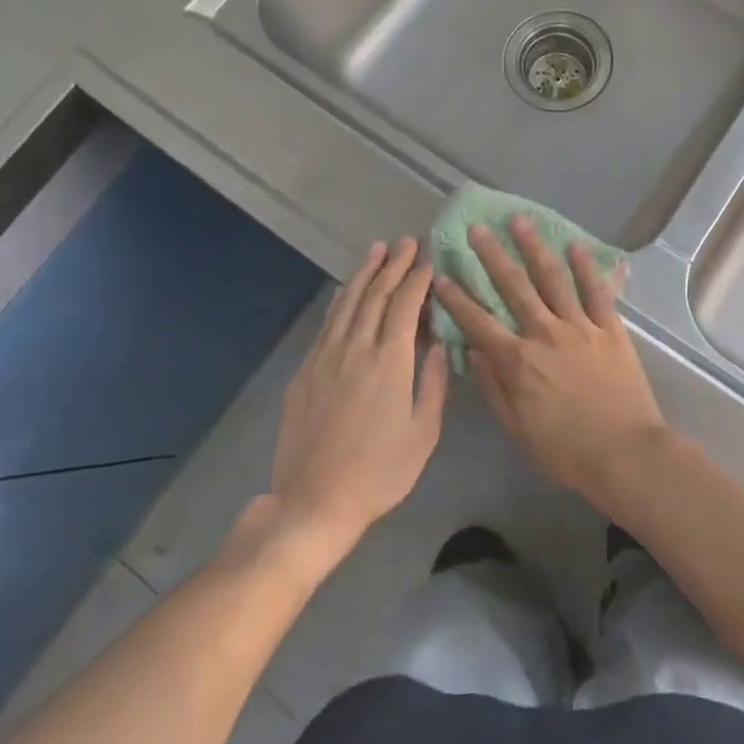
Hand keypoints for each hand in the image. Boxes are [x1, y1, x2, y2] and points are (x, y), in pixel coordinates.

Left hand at [255, 239, 447, 560]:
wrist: (313, 502)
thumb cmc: (379, 473)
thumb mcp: (423, 433)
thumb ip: (433, 383)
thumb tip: (438, 344)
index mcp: (390, 362)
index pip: (405, 305)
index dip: (418, 278)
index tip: (429, 258)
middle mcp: (356, 349)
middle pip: (376, 295)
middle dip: (393, 265)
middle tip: (407, 242)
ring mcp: (326, 358)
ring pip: (348, 303)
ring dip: (365, 273)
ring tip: (378, 250)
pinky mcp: (305, 372)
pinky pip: (327, 324)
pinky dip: (340, 300)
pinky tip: (347, 290)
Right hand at [432, 217, 664, 505]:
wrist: (625, 453)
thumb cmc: (567, 451)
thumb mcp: (518, 429)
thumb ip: (495, 387)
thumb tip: (475, 351)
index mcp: (518, 361)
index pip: (479, 322)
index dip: (457, 298)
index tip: (441, 275)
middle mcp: (545, 334)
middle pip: (514, 287)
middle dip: (492, 255)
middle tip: (477, 229)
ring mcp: (580, 326)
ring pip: (553, 278)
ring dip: (534, 247)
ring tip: (520, 221)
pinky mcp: (609, 328)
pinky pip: (596, 290)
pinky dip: (585, 266)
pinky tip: (574, 245)